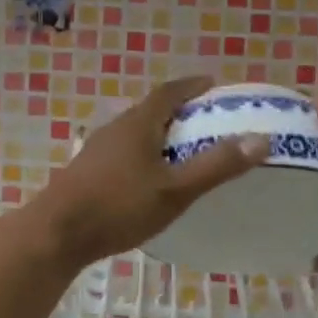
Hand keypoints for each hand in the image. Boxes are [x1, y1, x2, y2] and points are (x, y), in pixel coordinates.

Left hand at [30, 77, 269, 268]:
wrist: (56, 233)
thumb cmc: (119, 206)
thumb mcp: (175, 190)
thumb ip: (216, 166)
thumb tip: (261, 139)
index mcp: (138, 123)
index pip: (169, 92)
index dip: (192, 85)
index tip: (213, 85)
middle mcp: (116, 127)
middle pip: (151, 110)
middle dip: (179, 110)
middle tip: (206, 120)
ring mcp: (98, 148)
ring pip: (136, 131)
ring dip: (160, 133)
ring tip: (182, 149)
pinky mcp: (87, 170)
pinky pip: (124, 150)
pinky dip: (144, 152)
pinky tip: (149, 177)